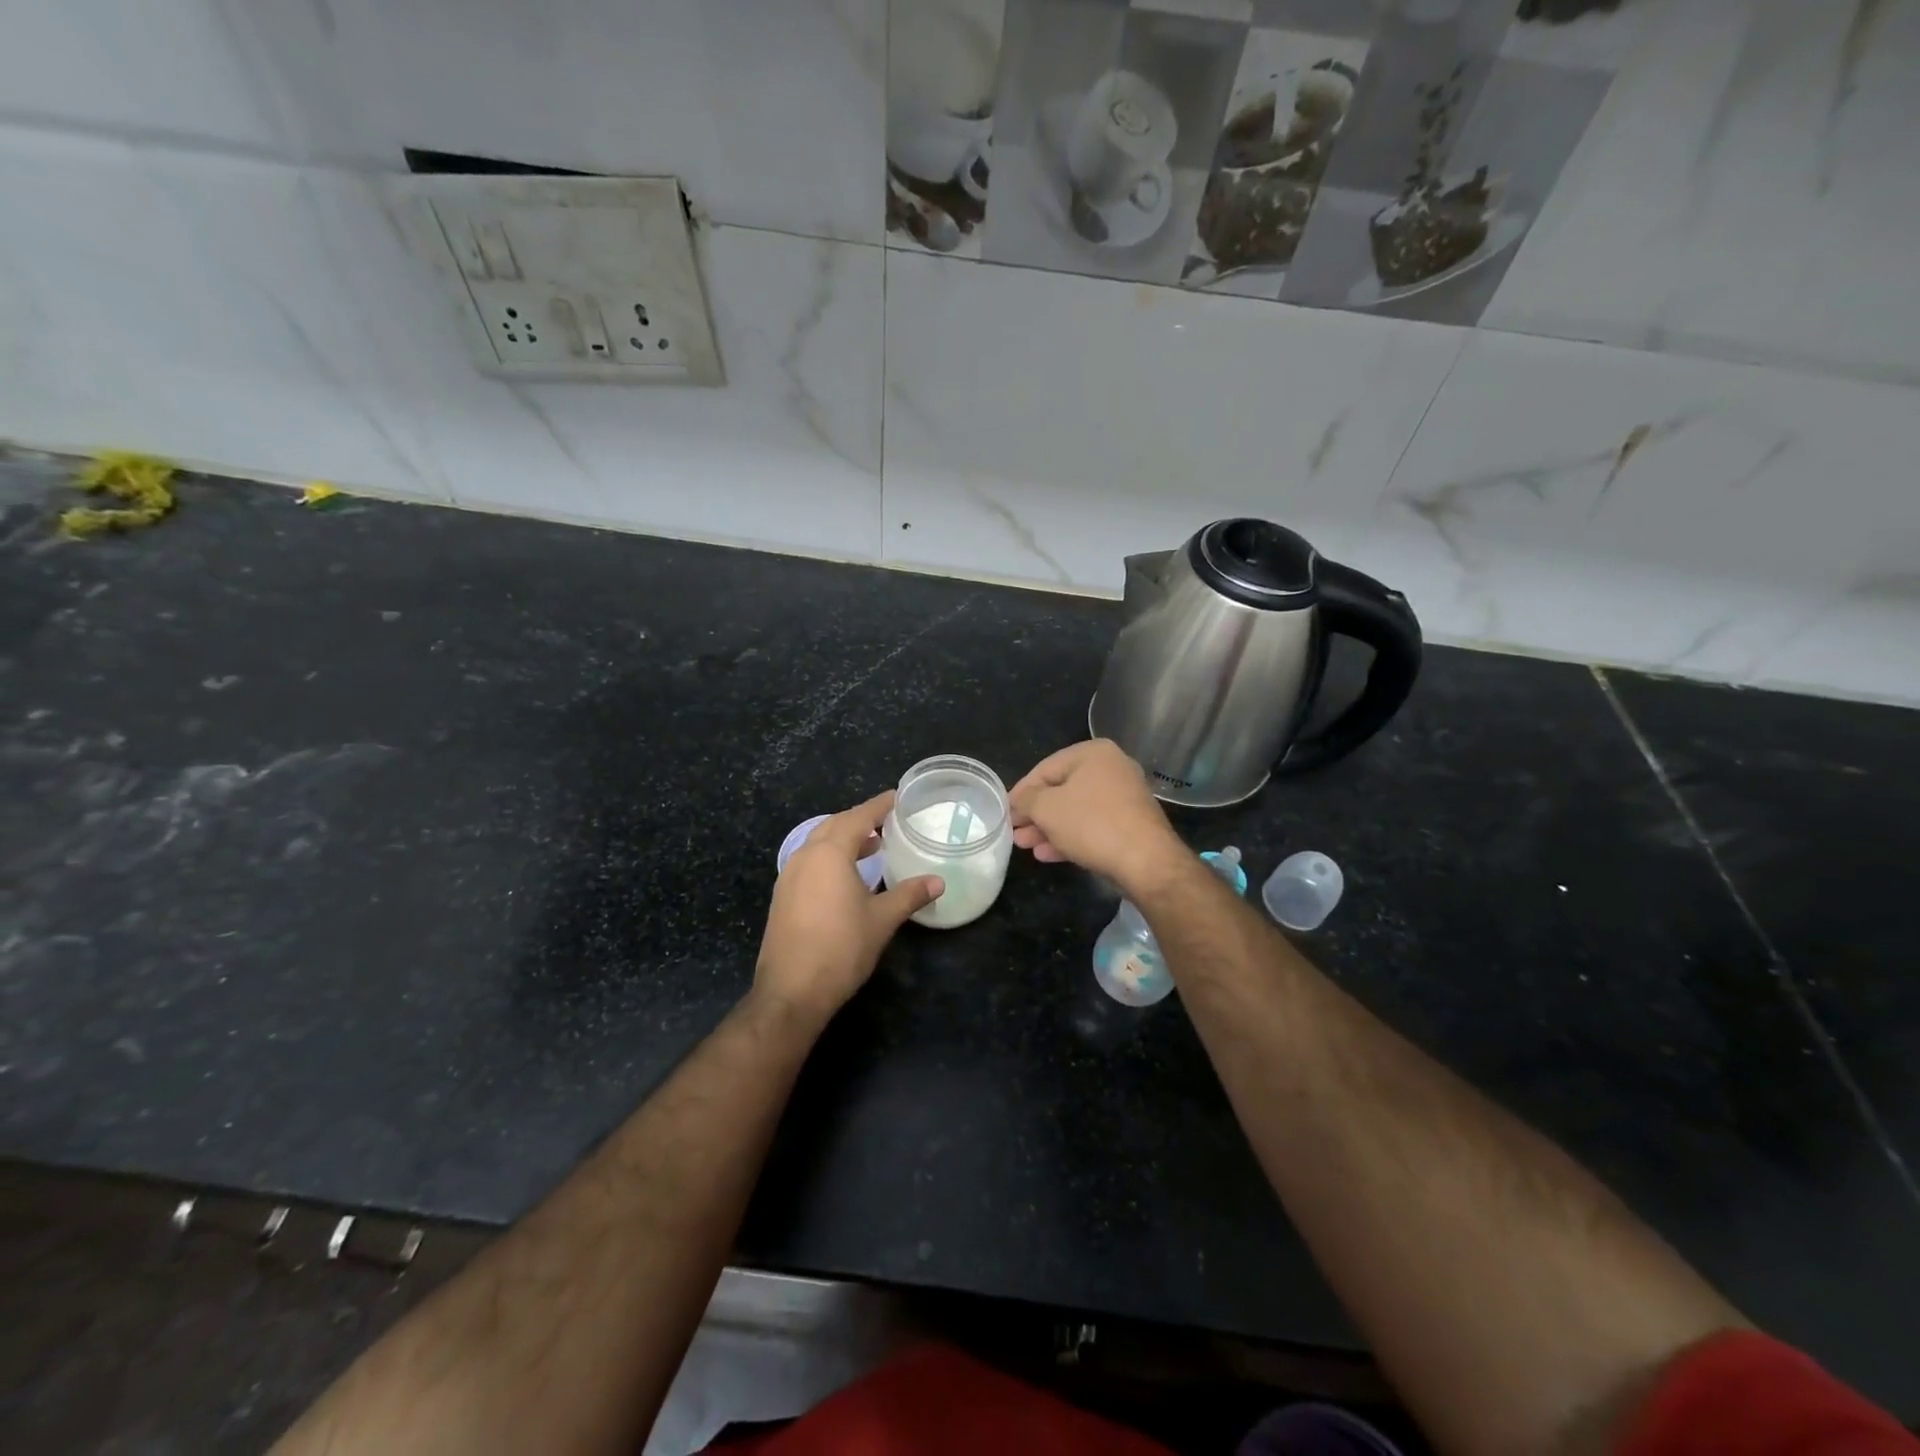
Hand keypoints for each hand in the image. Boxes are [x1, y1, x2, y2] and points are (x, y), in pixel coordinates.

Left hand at [754, 791, 941, 1021]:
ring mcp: (789, 877)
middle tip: (887, 822)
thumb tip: (938, 881)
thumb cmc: (841, 948)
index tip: (897, 797)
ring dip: (844, 840)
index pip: (857, 817)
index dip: (879, 805)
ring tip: (872, 847)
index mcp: (829, 854)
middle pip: (834, 825)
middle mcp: (805, 857)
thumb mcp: (882, 920)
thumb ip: (909, 895)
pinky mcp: (783, 897)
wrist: (792, 991)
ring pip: (818, 844)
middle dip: (860, 820)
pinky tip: (846, 877)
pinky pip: (809, 863)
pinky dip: (830, 858)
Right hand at [1009, 739, 1185, 893]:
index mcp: (1093, 753)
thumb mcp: (1047, 808)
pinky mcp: (1130, 824)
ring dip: (1048, 828)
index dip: (1021, 791)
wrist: (1147, 861)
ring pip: (1075, 810)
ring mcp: (1124, 797)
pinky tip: (1048, 855)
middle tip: (1015, 832)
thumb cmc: (1091, 824)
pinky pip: (1092, 825)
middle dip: (1035, 814)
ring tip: (1026, 846)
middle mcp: (1112, 768)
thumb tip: (1017, 801)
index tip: (1005, 812)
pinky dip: (1069, 836)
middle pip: (1061, 790)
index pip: (1044, 768)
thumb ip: (1026, 800)